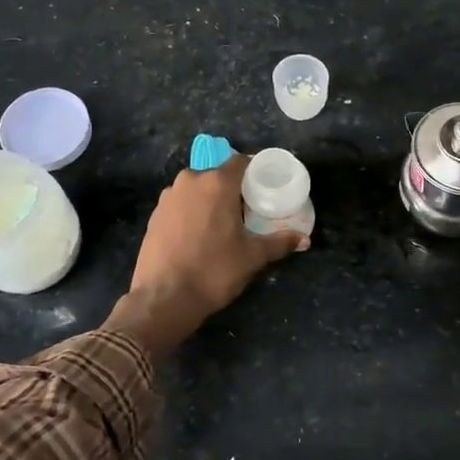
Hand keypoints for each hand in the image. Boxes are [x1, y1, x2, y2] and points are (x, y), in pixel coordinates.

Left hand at [109, 156, 306, 357]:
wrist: (164, 298)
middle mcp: (190, 181)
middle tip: (247, 210)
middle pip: (217, 175)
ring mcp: (168, 197)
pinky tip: (198, 235)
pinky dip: (191, 212)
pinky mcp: (154, 215)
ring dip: (210, 200)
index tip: (265, 186)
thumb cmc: (214, 270)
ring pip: (196, 189)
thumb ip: (279, 242)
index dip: (254, 170)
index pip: (240, 161)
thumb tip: (305, 240)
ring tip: (222, 223)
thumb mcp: (253, 257)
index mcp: (217, 183)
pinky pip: (180, 204)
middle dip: (232, 188)